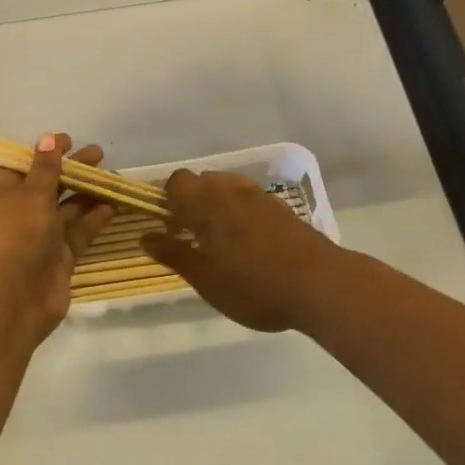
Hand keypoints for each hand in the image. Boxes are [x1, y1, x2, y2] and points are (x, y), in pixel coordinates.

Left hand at [0, 133, 113, 345]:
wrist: (11, 302)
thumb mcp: (31, 195)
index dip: (45, 152)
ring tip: (114, 176)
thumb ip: (45, 167)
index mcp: (0, 193)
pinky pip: (78, 232)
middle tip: (99, 154)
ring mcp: (39, 237)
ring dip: (88, 192)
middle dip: (73, 169)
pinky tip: (113, 205)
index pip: (23, 165)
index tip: (69, 140)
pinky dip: (94, 218)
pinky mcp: (59, 258)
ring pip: (67, 208)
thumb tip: (46, 138)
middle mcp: (18, 213)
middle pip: (49, 185)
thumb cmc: (15, 236)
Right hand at [142, 170, 343, 331]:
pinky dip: (241, 214)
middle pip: (202, 181)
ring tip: (219, 241)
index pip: (176, 181)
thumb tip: (145, 236)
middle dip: (192, 201)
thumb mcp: (205, 278)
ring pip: (228, 188)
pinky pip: (251, 201)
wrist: (320, 284)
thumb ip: (174, 254)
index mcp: (206, 201)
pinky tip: (249, 245)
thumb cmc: (252, 283)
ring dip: (218, 206)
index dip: (166, 199)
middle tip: (190, 236)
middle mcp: (231, 189)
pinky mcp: (282, 209)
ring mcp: (260, 196)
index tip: (166, 225)